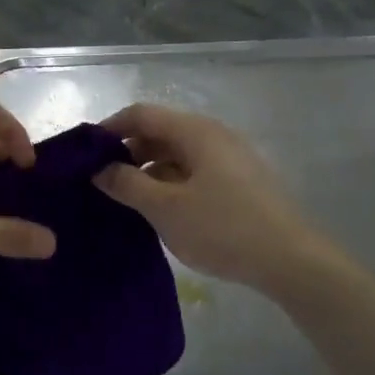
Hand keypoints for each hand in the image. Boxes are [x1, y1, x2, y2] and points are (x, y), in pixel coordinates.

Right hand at [93, 104, 321, 293]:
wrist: (290, 260)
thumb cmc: (223, 228)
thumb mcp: (165, 208)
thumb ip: (127, 185)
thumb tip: (100, 170)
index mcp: (195, 131)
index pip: (141, 113)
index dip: (109, 128)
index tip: (84, 153)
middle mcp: (214, 135)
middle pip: (160, 131)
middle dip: (127, 151)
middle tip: (101, 180)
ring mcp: (230, 158)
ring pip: (178, 153)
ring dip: (148, 169)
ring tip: (126, 198)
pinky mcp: (240, 181)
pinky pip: (194, 170)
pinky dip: (170, 182)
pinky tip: (160, 209)